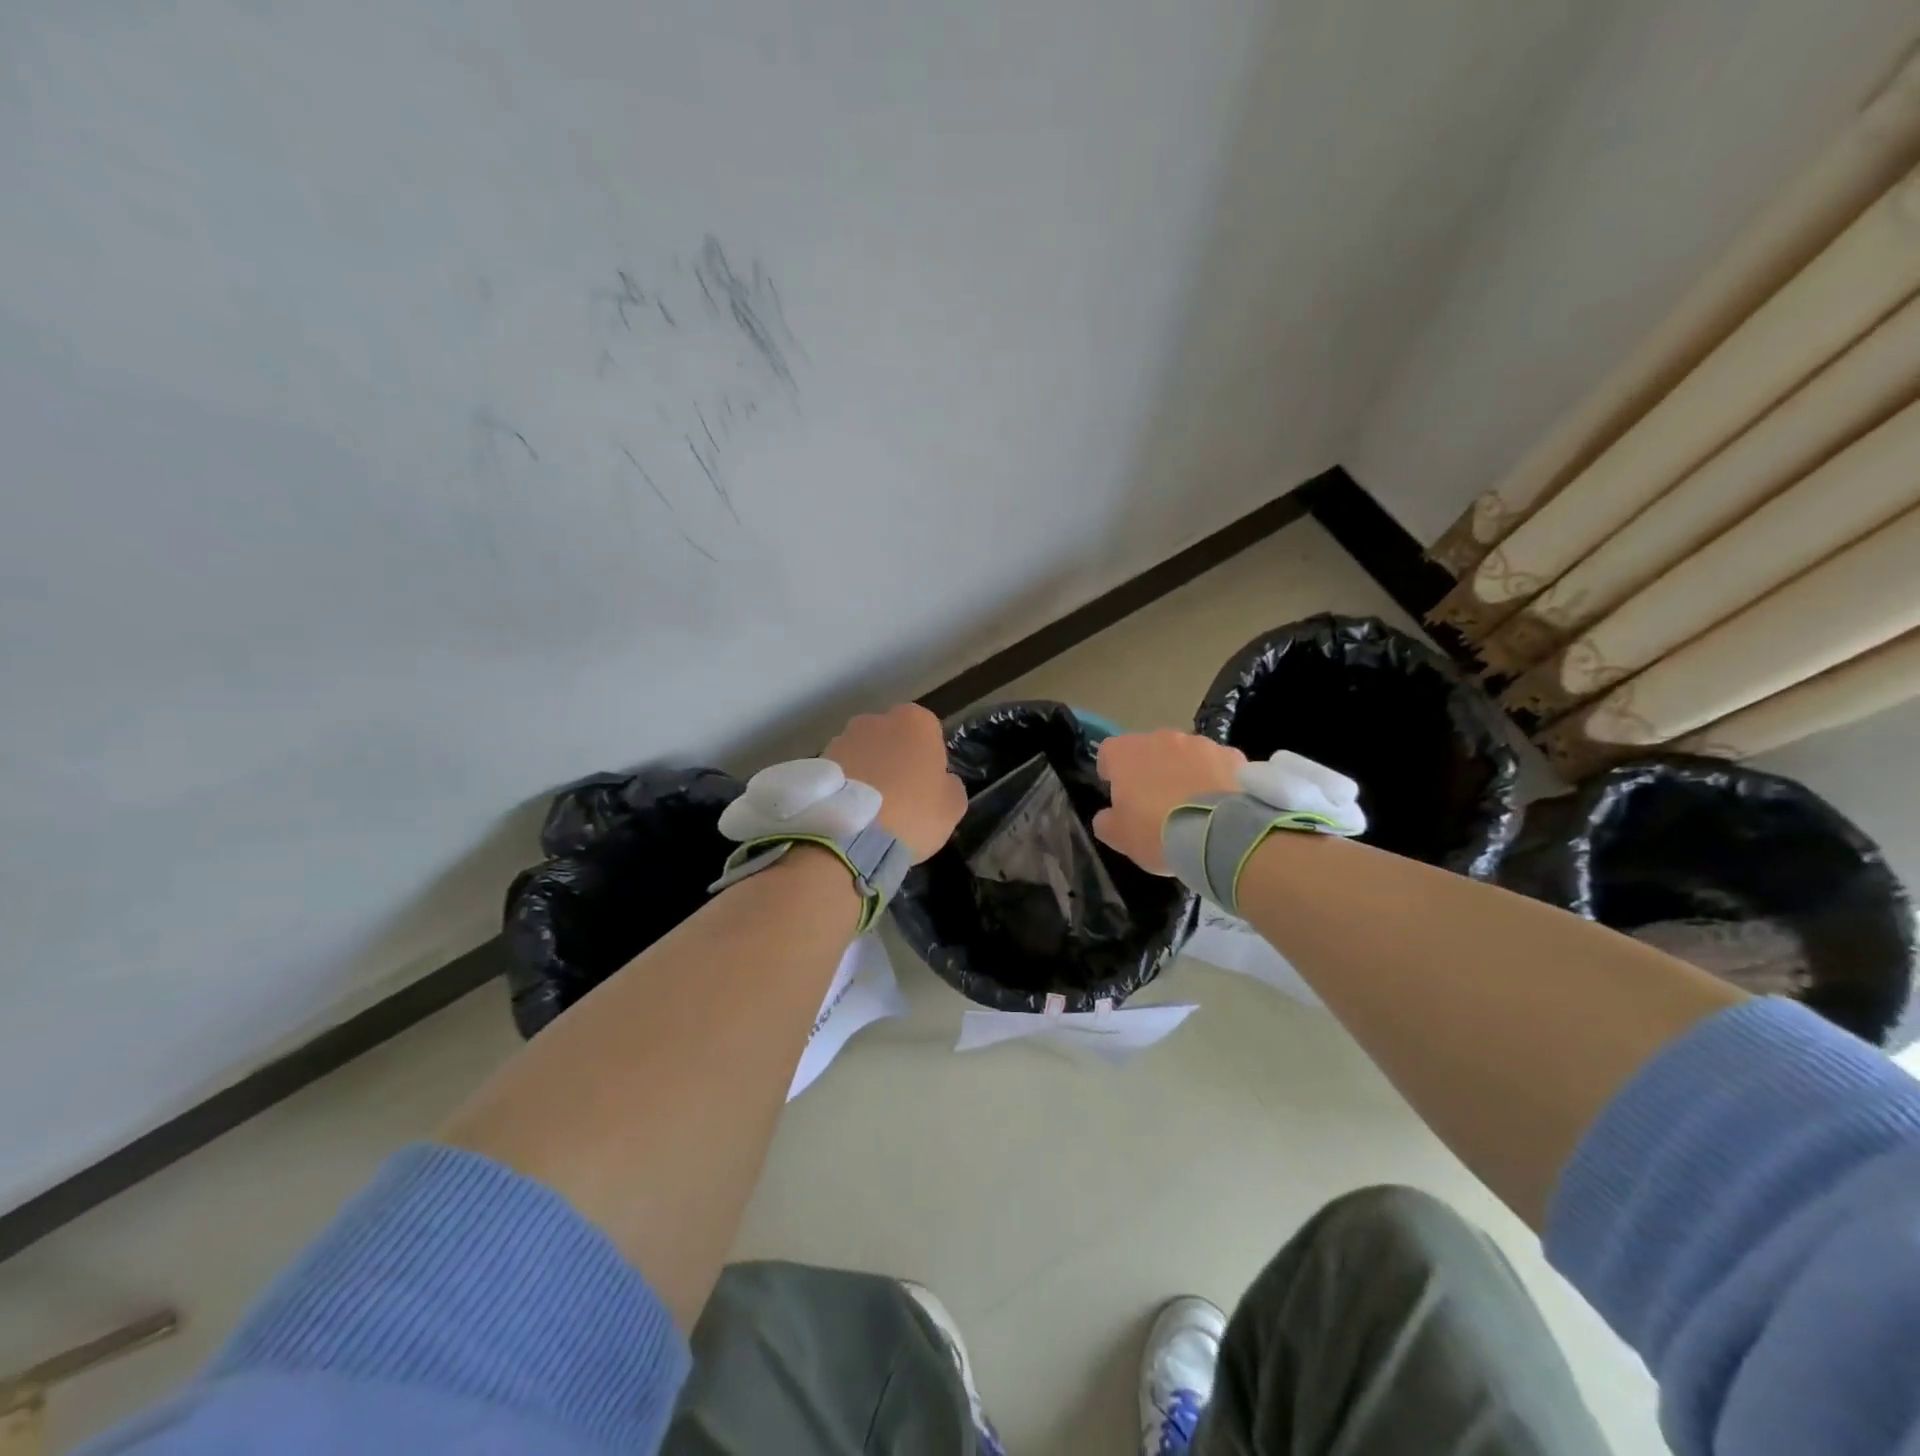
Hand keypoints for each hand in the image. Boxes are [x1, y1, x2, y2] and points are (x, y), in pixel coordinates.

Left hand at [824, 704, 967, 862]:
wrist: (851, 836)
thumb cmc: (912, 814)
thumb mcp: (953, 806)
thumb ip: (951, 784)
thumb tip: (942, 781)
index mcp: (916, 721)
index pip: (929, 733)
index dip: (929, 761)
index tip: (927, 787)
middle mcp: (876, 719)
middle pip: (892, 738)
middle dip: (895, 760)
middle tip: (899, 797)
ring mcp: (842, 737)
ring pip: (863, 753)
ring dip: (868, 772)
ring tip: (870, 810)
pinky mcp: (817, 760)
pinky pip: (841, 772)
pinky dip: (846, 786)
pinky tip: (850, 813)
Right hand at [1092, 730, 1245, 873]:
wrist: (1217, 835)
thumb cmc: (1156, 832)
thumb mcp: (1118, 837)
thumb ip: (1106, 821)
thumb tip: (1108, 815)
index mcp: (1126, 753)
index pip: (1109, 751)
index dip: (1111, 771)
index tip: (1118, 793)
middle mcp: (1161, 738)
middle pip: (1148, 750)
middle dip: (1150, 770)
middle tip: (1155, 803)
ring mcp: (1199, 743)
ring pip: (1184, 754)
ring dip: (1183, 771)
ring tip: (1192, 804)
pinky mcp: (1231, 755)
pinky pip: (1216, 763)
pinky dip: (1214, 777)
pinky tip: (1219, 804)